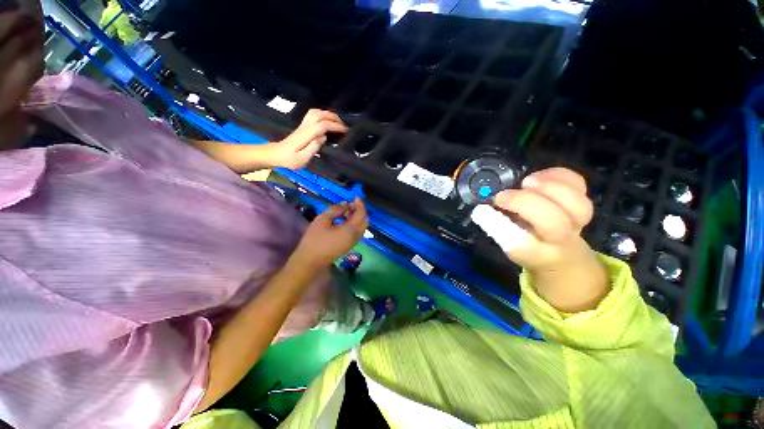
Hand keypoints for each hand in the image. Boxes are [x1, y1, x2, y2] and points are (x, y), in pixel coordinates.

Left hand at [271, 109, 347, 169]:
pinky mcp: (302, 125)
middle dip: (334, 118)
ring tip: (338, 122)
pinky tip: (328, 121)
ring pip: (316, 112)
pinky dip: (323, 115)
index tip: (345, 131)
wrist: (276, 154)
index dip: (335, 126)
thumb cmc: (289, 159)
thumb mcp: (302, 159)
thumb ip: (313, 148)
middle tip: (344, 125)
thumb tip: (323, 137)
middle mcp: (305, 126)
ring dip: (328, 114)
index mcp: (306, 135)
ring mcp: (303, 124)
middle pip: (320, 114)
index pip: (322, 125)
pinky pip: (313, 114)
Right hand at [292, 198, 367, 268]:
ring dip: (357, 217)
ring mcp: (353, 243)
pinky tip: (345, 219)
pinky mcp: (348, 246)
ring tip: (347, 210)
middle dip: (361, 211)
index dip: (360, 205)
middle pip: (364, 221)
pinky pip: (356, 232)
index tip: (356, 197)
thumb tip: (345, 205)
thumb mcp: (322, 220)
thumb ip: (336, 210)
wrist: (310, 260)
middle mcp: (355, 237)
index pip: (361, 215)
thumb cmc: (315, 239)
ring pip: (361, 227)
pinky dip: (354, 224)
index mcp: (351, 230)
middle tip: (352, 203)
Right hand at [473, 167, 593, 271]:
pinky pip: (580, 186)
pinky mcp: (583, 202)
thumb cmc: (528, 244)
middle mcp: (560, 239)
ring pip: (578, 205)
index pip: (522, 245)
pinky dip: (560, 176)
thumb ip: (496, 227)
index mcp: (536, 253)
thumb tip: (481, 210)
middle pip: (555, 224)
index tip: (485, 210)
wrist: (561, 252)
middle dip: (527, 203)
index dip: (502, 226)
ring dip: (550, 187)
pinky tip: (540, 176)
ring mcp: (577, 221)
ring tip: (527, 181)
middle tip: (506, 194)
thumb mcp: (508, 242)